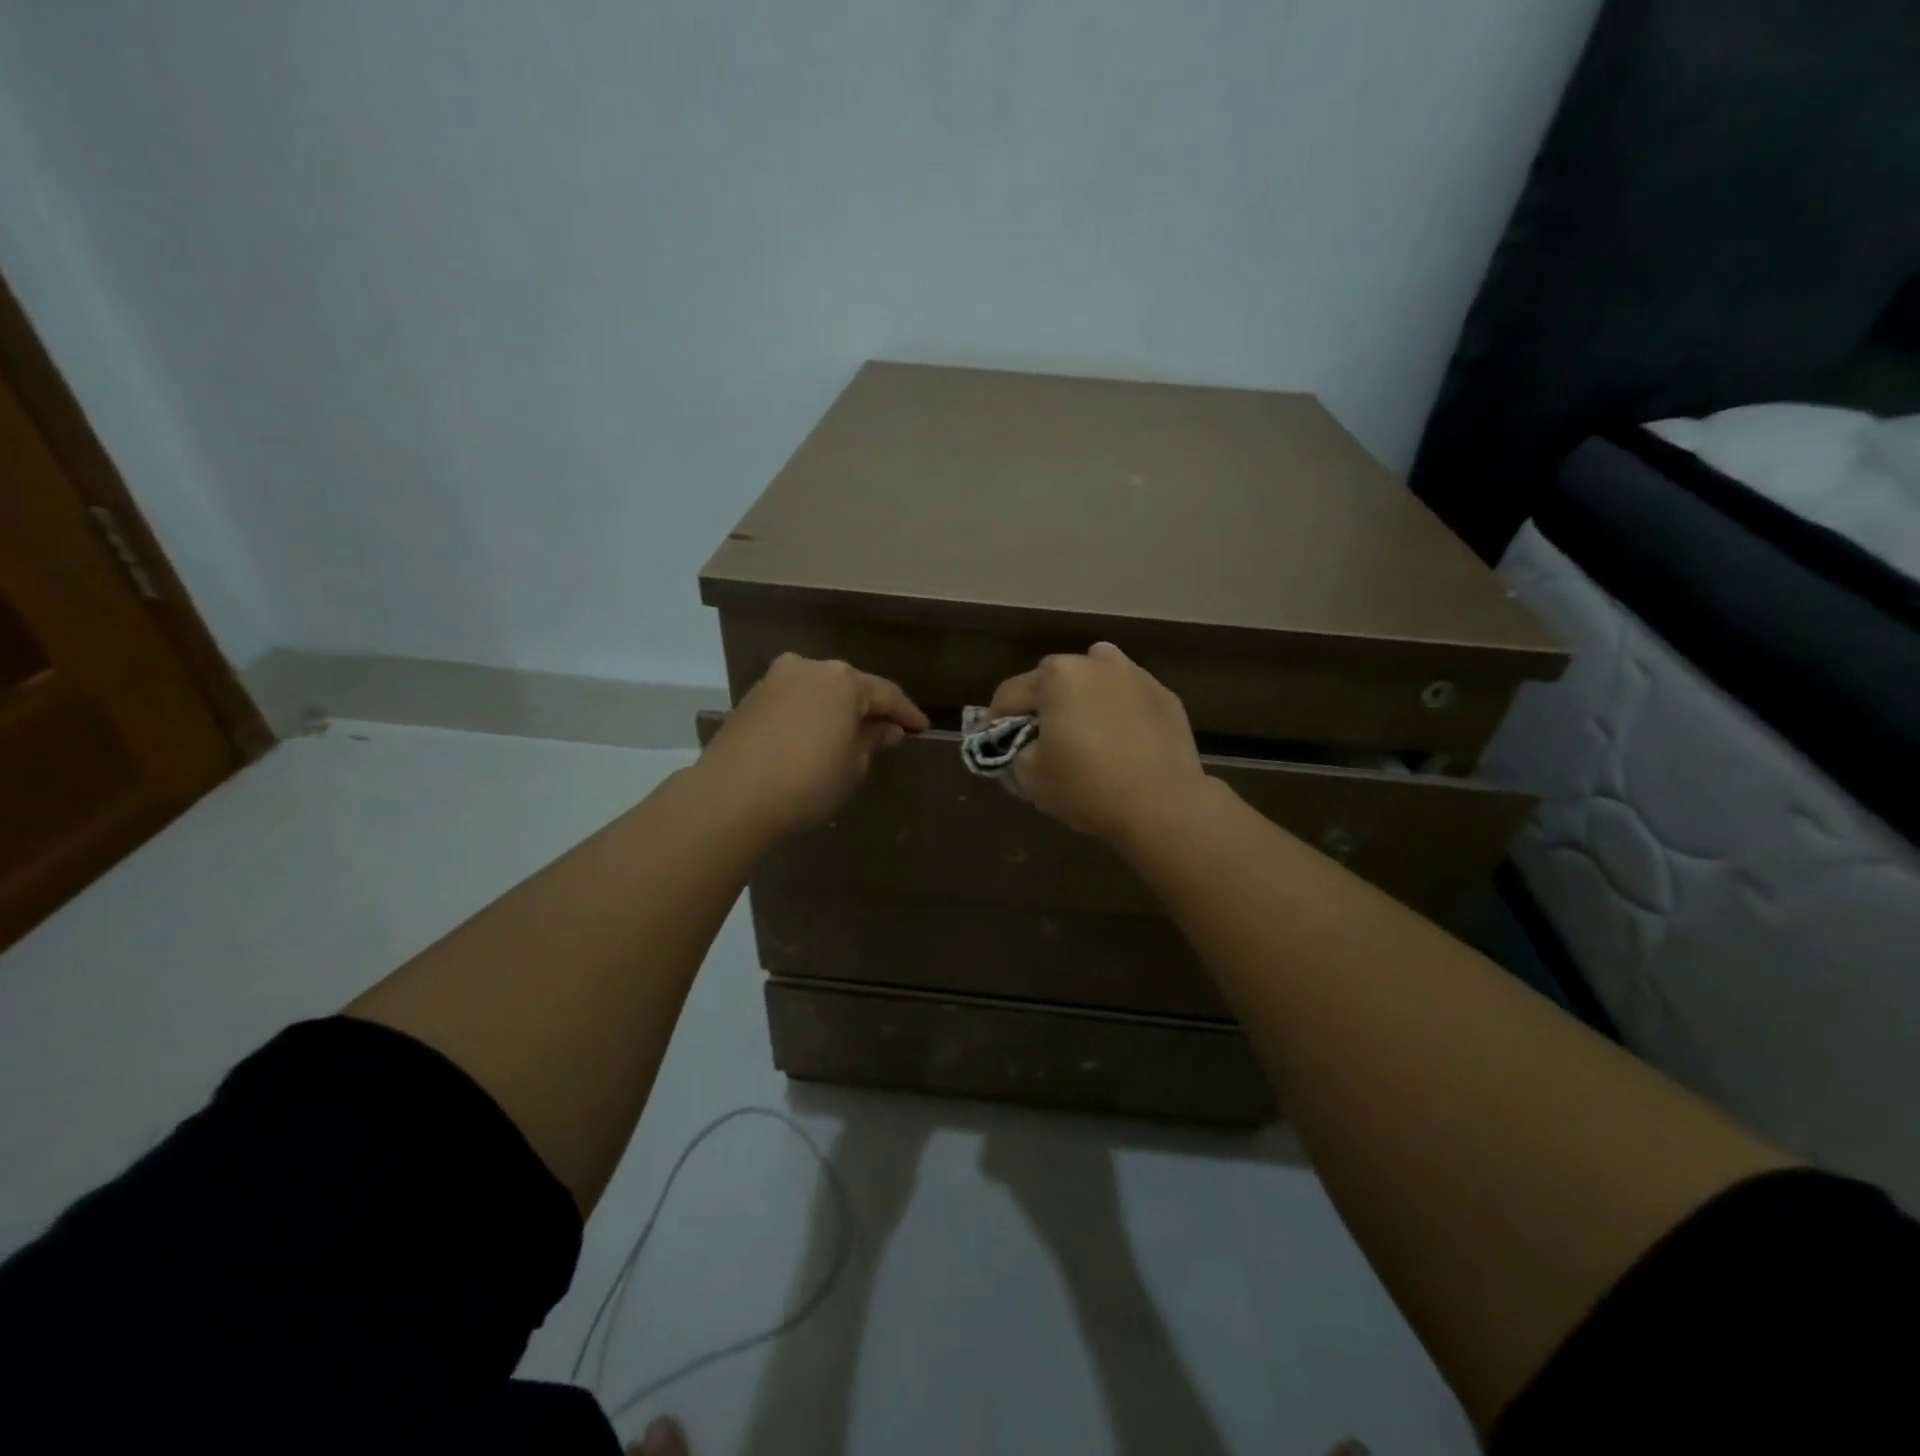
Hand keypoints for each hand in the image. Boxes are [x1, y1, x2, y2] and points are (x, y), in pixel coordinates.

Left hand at [699, 653, 928, 839]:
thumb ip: (873, 741)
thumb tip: (886, 729)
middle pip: (849, 686)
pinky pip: (793, 702)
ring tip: (851, 735)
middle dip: (869, 709)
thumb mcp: (853, 766)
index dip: (906, 713)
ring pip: (817, 692)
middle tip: (888, 731)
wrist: (731, 796)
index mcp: (842, 680)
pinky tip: (814, 737)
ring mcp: (774, 681)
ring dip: (836, 711)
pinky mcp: (749, 699)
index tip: (921, 729)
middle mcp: (808, 668)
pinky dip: (809, 716)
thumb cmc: (807, 781)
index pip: (886, 693)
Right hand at [986, 642, 1209, 844]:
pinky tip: (1120, 739)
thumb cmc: (1087, 786)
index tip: (994, 742)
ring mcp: (1135, 675)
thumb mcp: (1030, 777)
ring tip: (1083, 731)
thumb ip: (1016, 752)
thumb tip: (1026, 745)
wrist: (1163, 805)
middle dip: (1042, 705)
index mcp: (1056, 676)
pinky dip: (1117, 710)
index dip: (995, 721)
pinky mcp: (1165, 696)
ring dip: (1082, 699)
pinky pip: (1128, 698)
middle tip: (1041, 738)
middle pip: (1053, 680)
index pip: (1009, 695)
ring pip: (1095, 681)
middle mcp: (1094, 663)